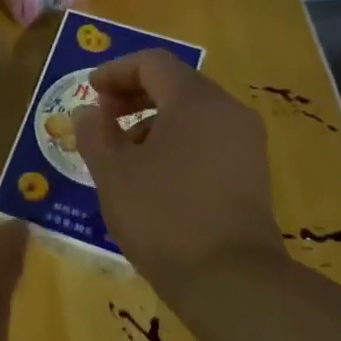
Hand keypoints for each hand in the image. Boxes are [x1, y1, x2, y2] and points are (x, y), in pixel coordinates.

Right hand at [72, 50, 282, 293]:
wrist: (229, 278)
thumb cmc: (162, 216)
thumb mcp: (112, 173)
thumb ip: (94, 133)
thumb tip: (88, 112)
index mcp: (194, 101)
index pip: (153, 63)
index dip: (116, 71)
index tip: (90, 91)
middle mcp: (228, 111)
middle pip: (176, 84)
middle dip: (134, 96)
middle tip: (102, 118)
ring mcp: (245, 142)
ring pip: (193, 114)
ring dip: (153, 122)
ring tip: (123, 155)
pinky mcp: (251, 172)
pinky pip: (208, 139)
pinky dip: (176, 143)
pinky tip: (154, 177)